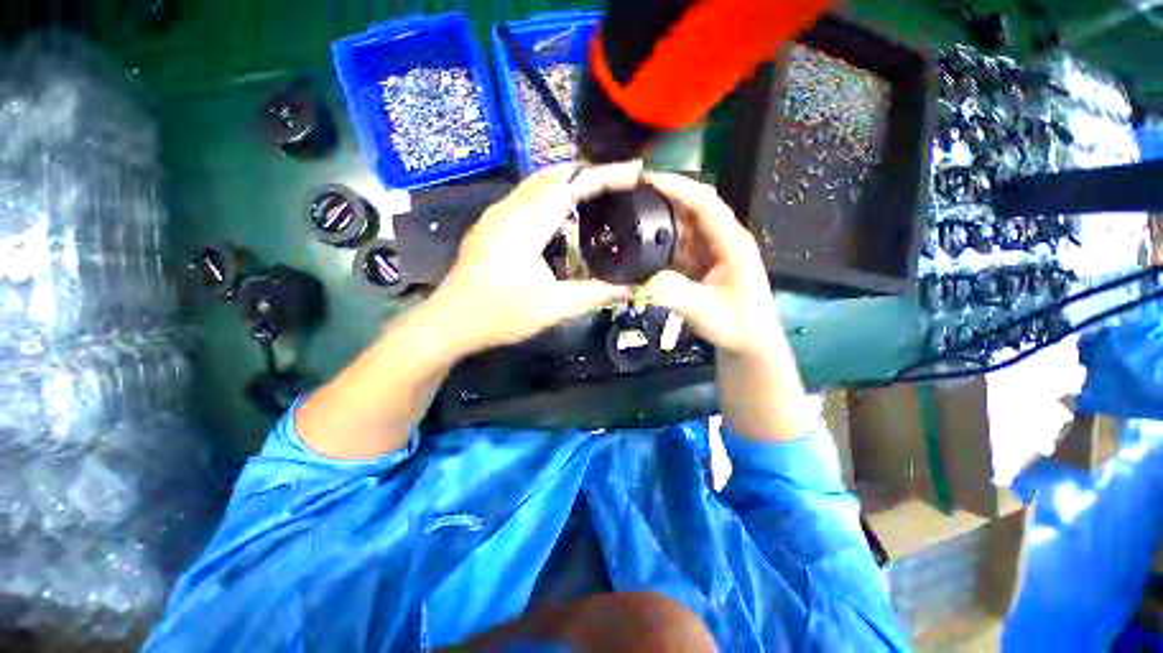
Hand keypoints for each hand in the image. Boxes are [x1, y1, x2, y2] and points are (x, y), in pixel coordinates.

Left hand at [427, 162, 642, 356]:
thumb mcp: (555, 307)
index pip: (572, 185)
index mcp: (527, 223)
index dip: (606, 176)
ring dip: (567, 182)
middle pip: (553, 175)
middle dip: (588, 172)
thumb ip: (594, 295)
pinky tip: (561, 216)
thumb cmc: (501, 314)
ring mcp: (495, 215)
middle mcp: (510, 209)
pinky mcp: (490, 226)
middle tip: (618, 182)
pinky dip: (550, 196)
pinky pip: (526, 198)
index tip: (634, 173)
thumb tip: (628, 290)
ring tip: (595, 193)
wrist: (450, 322)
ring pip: (537, 184)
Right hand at [642, 172, 780, 357]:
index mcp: (731, 242)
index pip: (704, 203)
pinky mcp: (701, 264)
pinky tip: (641, 245)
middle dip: (661, 199)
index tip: (646, 180)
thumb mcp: (705, 311)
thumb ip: (675, 295)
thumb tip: (642, 281)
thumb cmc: (737, 326)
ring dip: (658, 222)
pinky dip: (660, 244)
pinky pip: (678, 246)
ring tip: (628, 216)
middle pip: (690, 210)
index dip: (677, 187)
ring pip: (682, 228)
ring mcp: (710, 251)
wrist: (749, 343)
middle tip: (628, 195)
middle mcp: (720, 240)